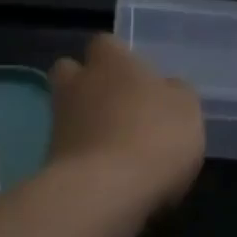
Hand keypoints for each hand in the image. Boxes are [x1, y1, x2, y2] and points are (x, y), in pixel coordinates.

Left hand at [48, 35, 204, 212]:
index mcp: (111, 61)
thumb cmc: (153, 137)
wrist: (102, 193)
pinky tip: (108, 175)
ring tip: (117, 147)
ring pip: (68, 112)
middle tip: (116, 104)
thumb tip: (167, 88)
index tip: (137, 75)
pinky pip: (68, 149)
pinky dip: (84, 157)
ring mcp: (59, 122)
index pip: (105, 43)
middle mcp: (78, 84)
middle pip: (71, 71)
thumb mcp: (186, 109)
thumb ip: (176, 93)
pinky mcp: (49, 160)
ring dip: (86, 123)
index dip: (118, 56)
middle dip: (86, 83)